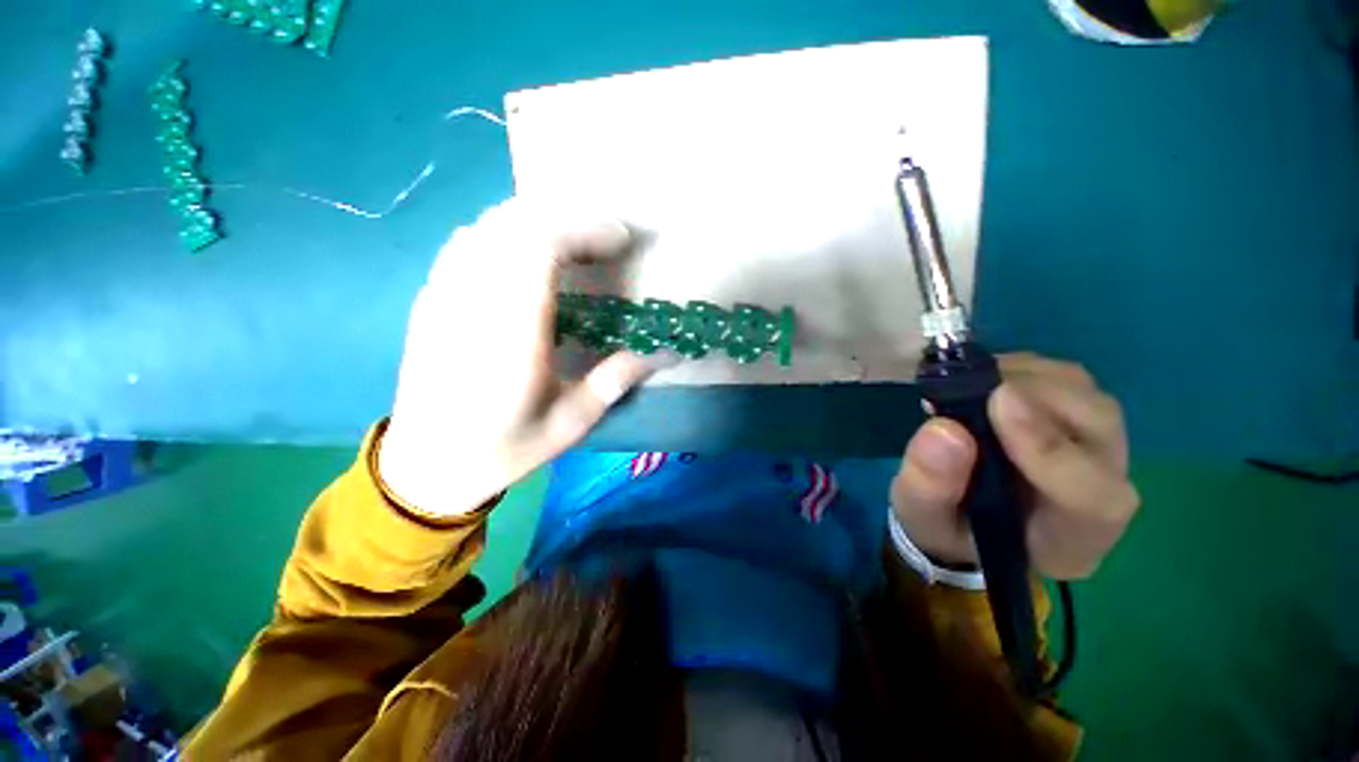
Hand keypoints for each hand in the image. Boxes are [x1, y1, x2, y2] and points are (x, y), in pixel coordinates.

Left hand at [378, 200, 653, 516]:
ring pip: (487, 225)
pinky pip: (466, 242)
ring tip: (572, 245)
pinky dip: (503, 234)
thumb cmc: (504, 448)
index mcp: (511, 335)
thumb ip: (616, 380)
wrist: (426, 464)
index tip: (620, 239)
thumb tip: (665, 353)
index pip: (538, 247)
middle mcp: (472, 303)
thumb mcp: (571, 424)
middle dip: (566, 219)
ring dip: (536, 222)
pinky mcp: (429, 299)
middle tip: (604, 241)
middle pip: (513, 224)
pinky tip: (525, 258)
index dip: (584, 229)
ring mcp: (443, 296)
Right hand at [891, 354, 1138, 578]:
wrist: (964, 515)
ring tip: (964, 386)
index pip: (1092, 496)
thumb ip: (929, 485)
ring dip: (1023, 378)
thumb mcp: (921, 516)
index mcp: (1071, 536)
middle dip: (1032, 395)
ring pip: (1084, 393)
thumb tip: (943, 428)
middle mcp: (1101, 488)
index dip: (1050, 448)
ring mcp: (1096, 446)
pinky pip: (1065, 378)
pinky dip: (1019, 369)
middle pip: (1098, 426)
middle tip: (966, 386)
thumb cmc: (946, 525)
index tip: (997, 402)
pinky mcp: (1077, 416)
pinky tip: (978, 383)